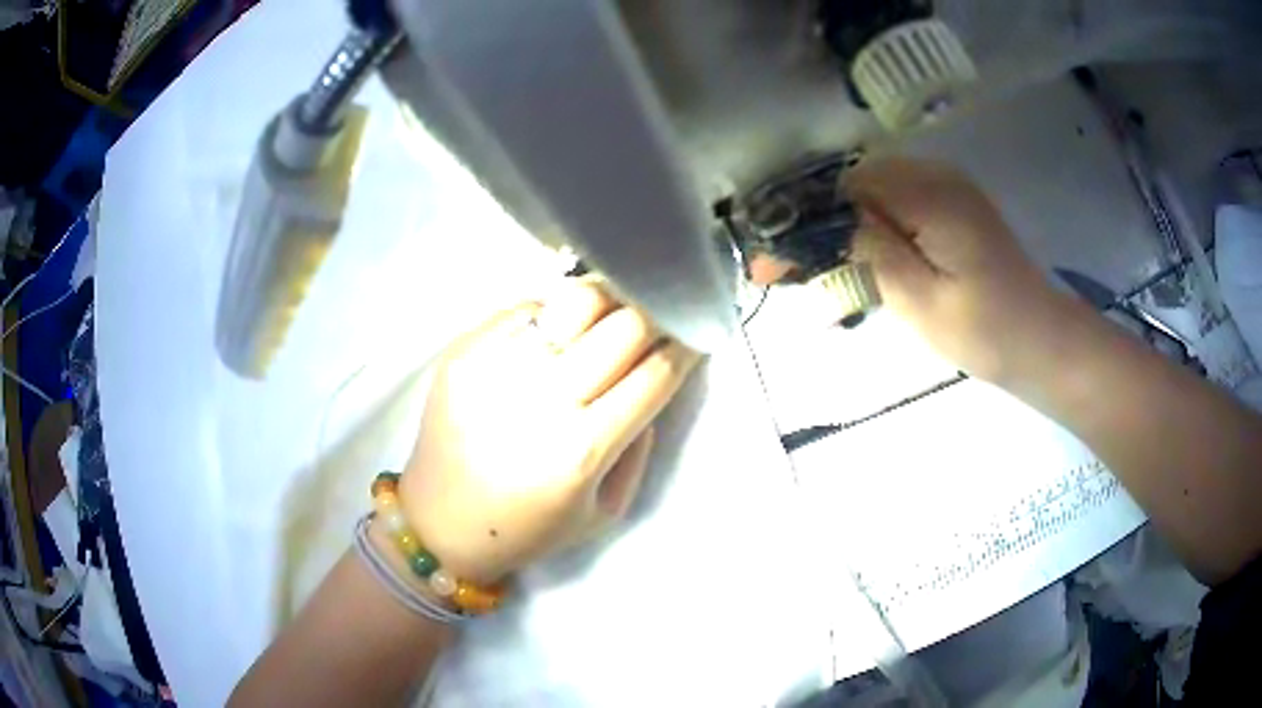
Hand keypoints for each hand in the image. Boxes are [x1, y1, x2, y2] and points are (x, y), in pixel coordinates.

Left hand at [398, 279, 700, 583]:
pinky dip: (554, 312)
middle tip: (661, 319)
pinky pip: (525, 309)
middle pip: (623, 328)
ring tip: (613, 312)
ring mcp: (497, 368)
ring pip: (574, 304)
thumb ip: (637, 450)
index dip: (684, 349)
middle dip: (655, 317)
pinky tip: (558, 330)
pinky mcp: (463, 353)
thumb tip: (649, 384)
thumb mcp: (601, 514)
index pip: (654, 376)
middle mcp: (541, 401)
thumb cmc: (526, 530)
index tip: (695, 335)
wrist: (438, 525)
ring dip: (607, 304)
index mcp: (581, 451)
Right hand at [750, 158, 1056, 379]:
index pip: (844, 187)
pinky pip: (894, 203)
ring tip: (814, 274)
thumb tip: (817, 224)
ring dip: (839, 229)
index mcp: (929, 193)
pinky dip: (868, 229)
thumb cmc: (987, 331)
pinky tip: (856, 261)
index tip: (771, 265)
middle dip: (815, 226)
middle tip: (785, 275)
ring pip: (870, 193)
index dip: (803, 222)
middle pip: (853, 185)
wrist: (1042, 341)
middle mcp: (935, 174)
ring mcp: (946, 186)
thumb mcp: (920, 300)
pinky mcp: (951, 204)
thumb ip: (869, 250)